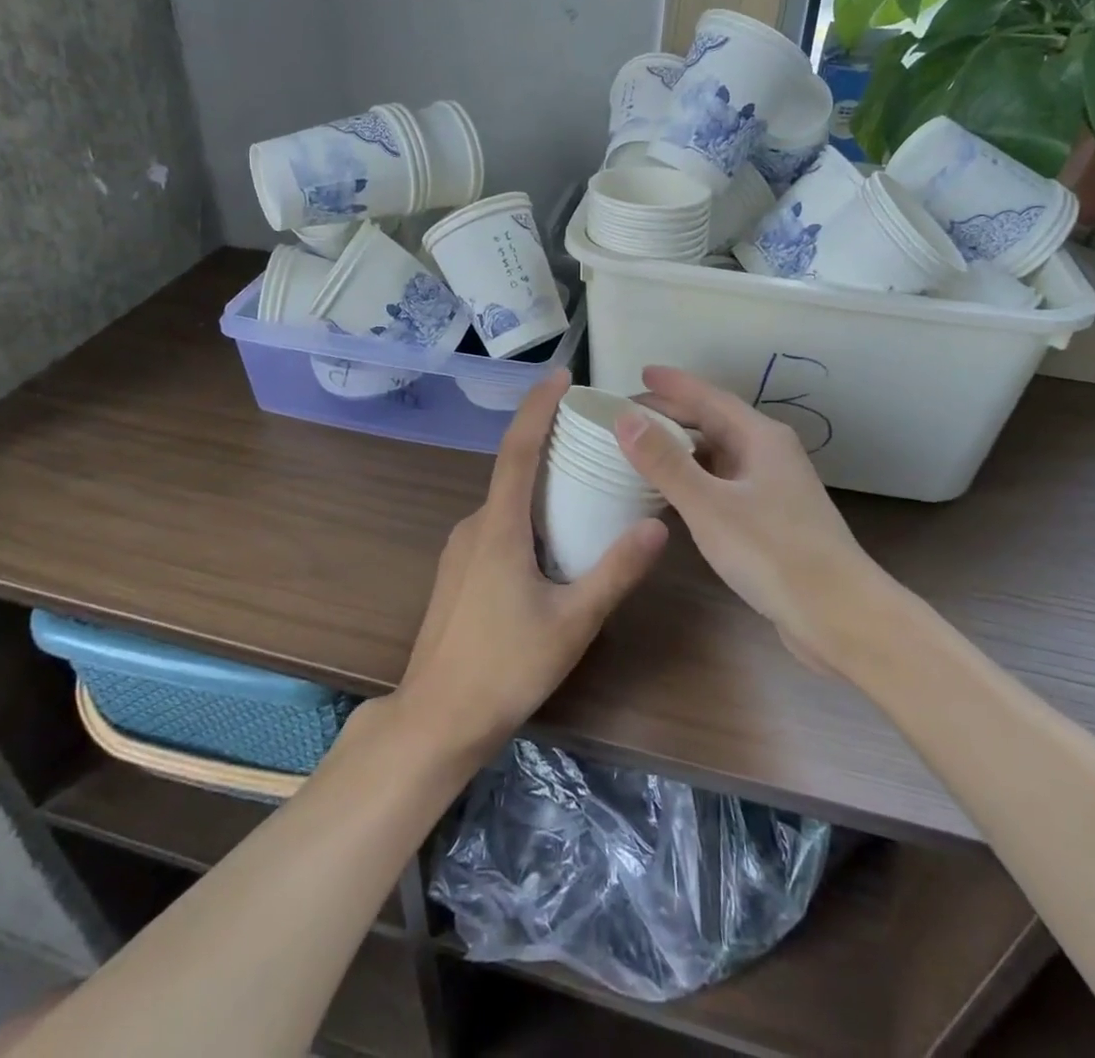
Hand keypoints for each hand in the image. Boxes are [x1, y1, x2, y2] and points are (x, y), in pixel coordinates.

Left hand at [394, 369, 665, 764]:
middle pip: (513, 469)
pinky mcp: (458, 570)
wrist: (436, 719)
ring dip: (540, 484)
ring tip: (585, 486)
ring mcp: (460, 548)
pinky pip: (496, 524)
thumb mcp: (572, 622)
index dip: (538, 406)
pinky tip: (553, 540)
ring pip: (505, 501)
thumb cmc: (505, 668)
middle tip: (594, 435)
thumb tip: (657, 526)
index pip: (518, 449)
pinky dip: (526, 513)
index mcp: (499, 527)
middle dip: (549, 443)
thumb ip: (615, 572)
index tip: (562, 375)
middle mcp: (474, 525)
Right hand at [616, 366, 883, 671]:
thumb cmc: (774, 552)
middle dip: (673, 414)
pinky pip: (724, 482)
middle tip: (629, 414)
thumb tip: (625, 418)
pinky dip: (695, 478)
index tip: (641, 372)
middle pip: (715, 422)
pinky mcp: (772, 519)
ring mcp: (773, 488)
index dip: (674, 384)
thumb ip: (665, 462)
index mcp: (761, 437)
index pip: (710, 397)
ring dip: (683, 447)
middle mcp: (769, 454)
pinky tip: (674, 493)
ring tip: (643, 448)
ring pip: (720, 454)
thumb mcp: (709, 505)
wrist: (840, 616)